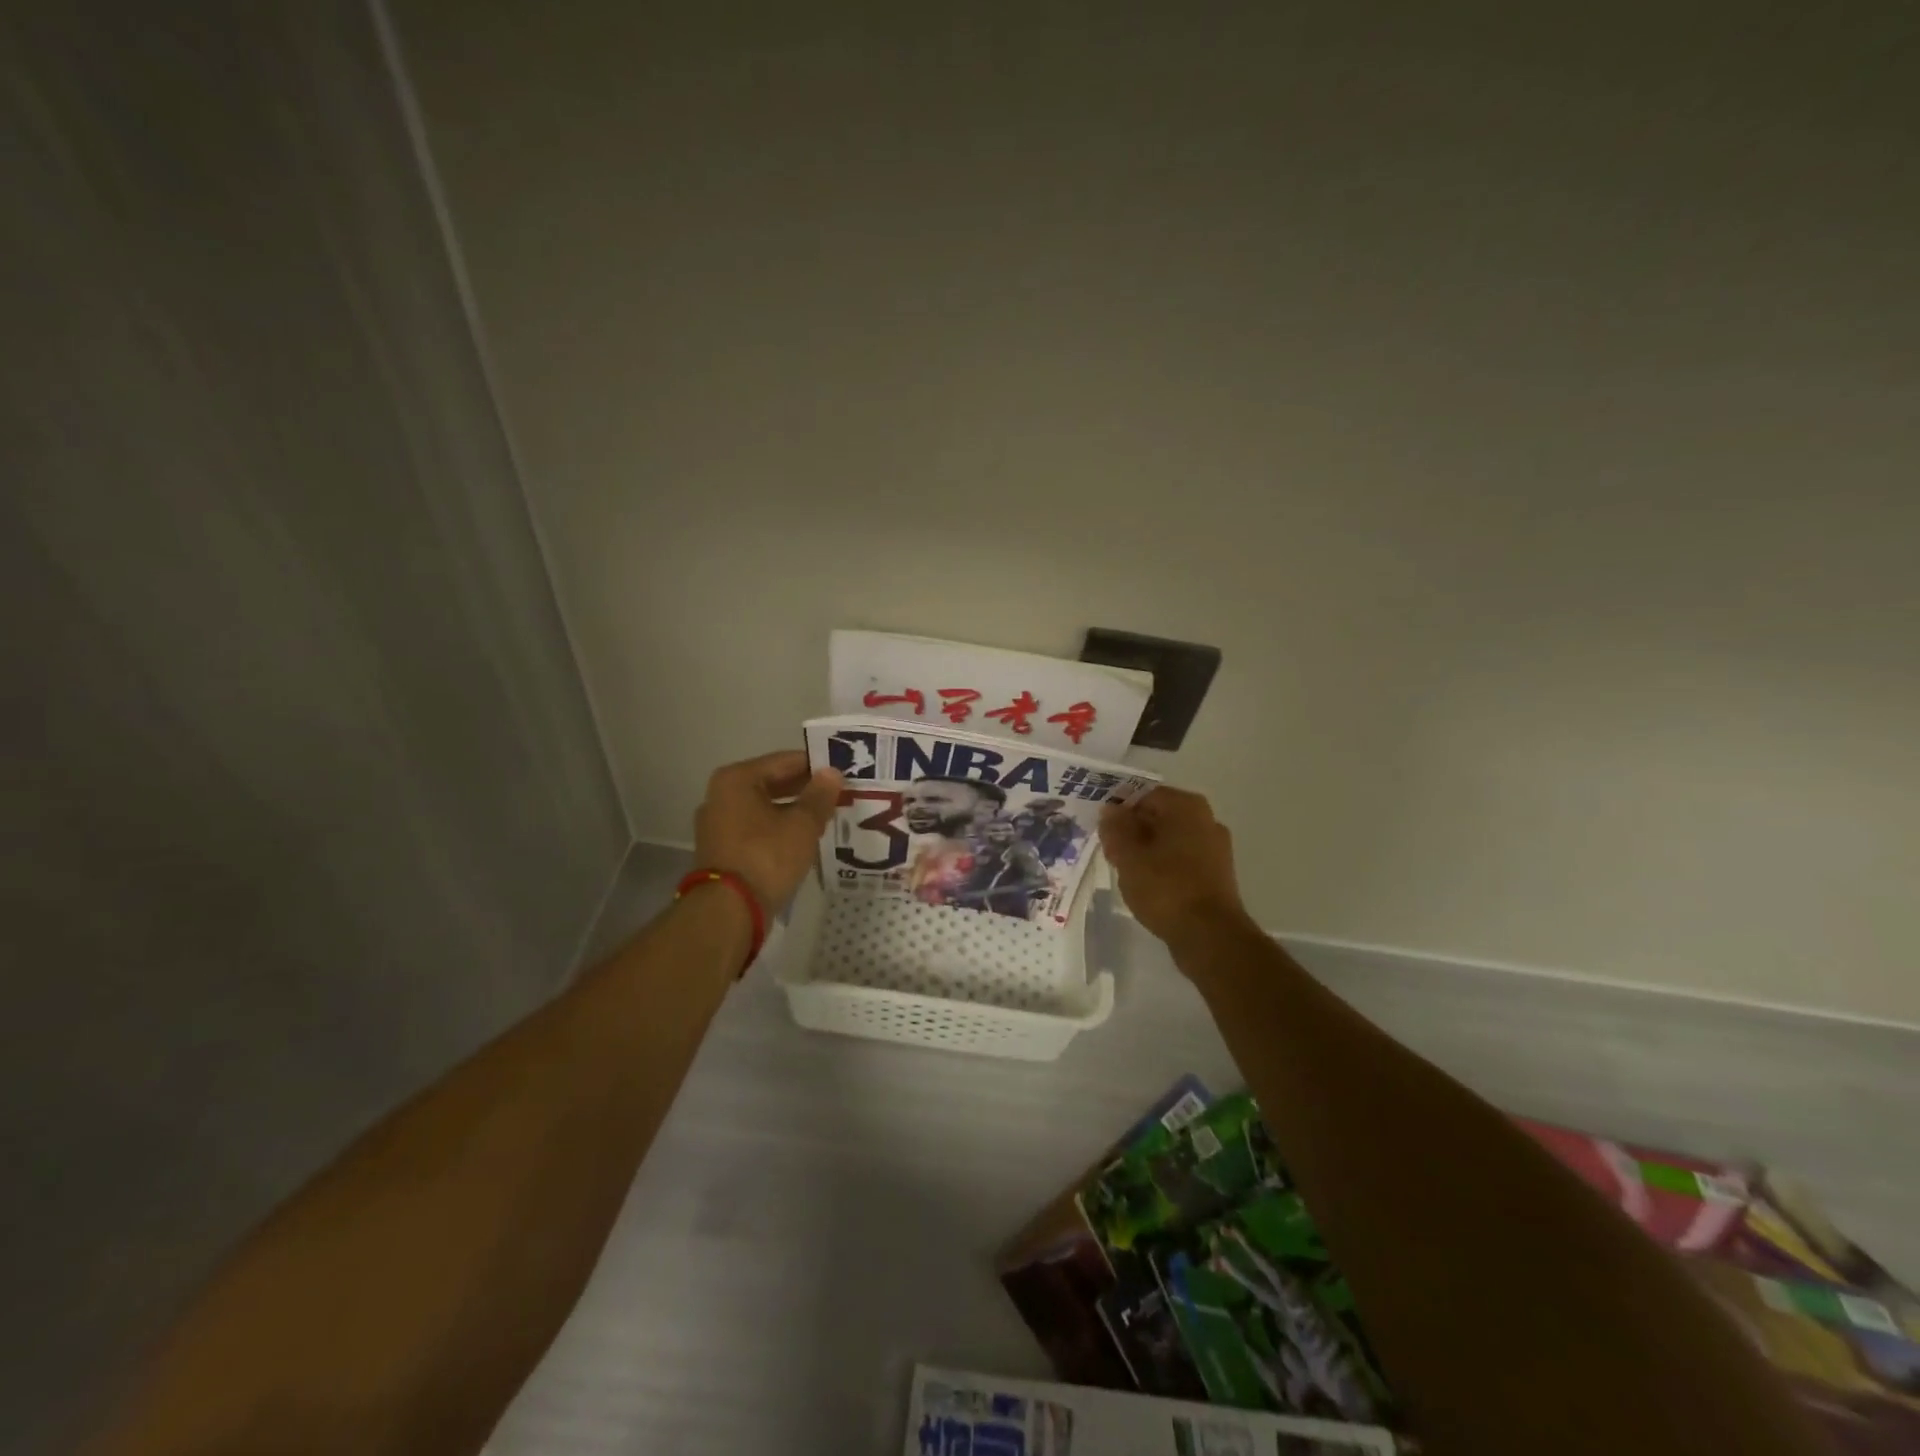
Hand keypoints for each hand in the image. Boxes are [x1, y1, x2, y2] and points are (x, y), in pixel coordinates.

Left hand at [694, 751, 842, 911]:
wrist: (729, 911)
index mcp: (736, 780)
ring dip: (794, 811)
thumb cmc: (766, 857)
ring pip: (765, 808)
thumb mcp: (802, 825)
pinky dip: (779, 830)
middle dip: (805, 790)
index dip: (816, 766)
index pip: (785, 761)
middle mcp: (721, 796)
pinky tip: (804, 838)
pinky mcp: (722, 850)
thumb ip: (819, 796)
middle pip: (772, 783)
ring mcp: (718, 824)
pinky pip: (757, 829)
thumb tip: (832, 773)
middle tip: (839, 794)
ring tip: (827, 817)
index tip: (842, 772)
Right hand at [1099, 787, 1252, 946]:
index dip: (1119, 809)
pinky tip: (1146, 885)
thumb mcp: (1128, 856)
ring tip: (1124, 869)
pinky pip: (1182, 860)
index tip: (1101, 828)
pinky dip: (1163, 867)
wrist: (1210, 936)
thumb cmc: (1166, 888)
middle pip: (1159, 816)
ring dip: (1146, 849)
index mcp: (1186, 807)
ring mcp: (1215, 848)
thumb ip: (1115, 829)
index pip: (1144, 794)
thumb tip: (1110, 811)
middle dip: (1132, 830)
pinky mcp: (1217, 875)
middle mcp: (1206, 820)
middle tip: (1109, 849)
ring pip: (1170, 839)